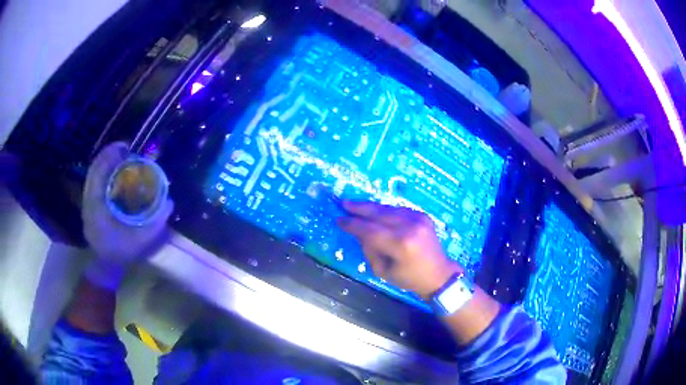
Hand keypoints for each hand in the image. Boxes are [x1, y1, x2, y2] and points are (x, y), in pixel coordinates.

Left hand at [82, 142, 173, 289]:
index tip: (125, 147)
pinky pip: (94, 181)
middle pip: (94, 169)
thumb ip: (155, 222)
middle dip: (108, 155)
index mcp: (96, 207)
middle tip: (126, 149)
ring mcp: (86, 203)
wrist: (106, 266)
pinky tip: (114, 173)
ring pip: (93, 174)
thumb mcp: (141, 240)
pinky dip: (103, 172)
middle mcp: (88, 201)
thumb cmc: (122, 254)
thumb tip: (170, 201)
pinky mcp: (88, 205)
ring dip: (105, 162)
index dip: (110, 155)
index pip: (98, 173)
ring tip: (121, 157)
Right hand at [337, 201, 461, 299]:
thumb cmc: (409, 278)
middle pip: (378, 213)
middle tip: (343, 202)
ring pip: (388, 208)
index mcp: (400, 244)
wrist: (439, 274)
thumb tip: (360, 232)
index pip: (370, 230)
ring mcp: (418, 218)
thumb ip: (369, 250)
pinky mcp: (423, 215)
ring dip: (371, 207)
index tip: (339, 220)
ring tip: (355, 205)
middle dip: (359, 208)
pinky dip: (386, 211)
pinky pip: (398, 210)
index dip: (352, 224)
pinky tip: (376, 212)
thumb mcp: (382, 271)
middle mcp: (410, 226)